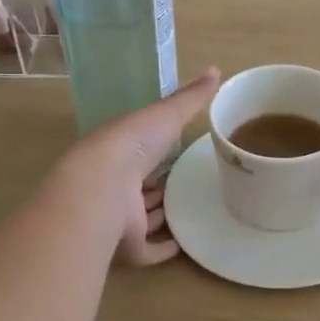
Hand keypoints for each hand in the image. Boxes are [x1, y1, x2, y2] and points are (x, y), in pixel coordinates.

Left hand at [72, 69, 220, 266]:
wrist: (103, 185)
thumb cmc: (133, 144)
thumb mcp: (167, 113)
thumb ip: (192, 97)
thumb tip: (217, 69)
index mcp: (123, 151)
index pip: (142, 151)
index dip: (157, 151)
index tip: (179, 151)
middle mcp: (118, 184)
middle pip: (141, 186)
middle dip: (158, 185)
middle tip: (186, 183)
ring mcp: (121, 216)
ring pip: (141, 217)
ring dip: (159, 215)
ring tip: (187, 211)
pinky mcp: (128, 244)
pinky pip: (146, 251)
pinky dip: (162, 249)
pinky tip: (182, 244)